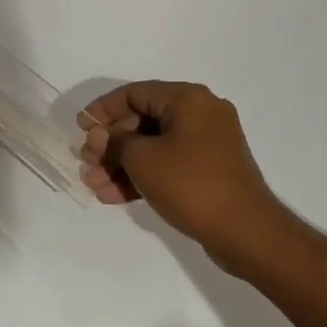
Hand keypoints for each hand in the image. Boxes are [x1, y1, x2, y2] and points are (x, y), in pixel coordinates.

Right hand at [79, 81, 295, 275]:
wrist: (246, 232)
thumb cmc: (191, 184)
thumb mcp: (143, 159)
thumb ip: (114, 142)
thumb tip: (100, 137)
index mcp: (187, 99)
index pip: (134, 93)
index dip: (102, 110)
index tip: (80, 129)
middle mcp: (200, 113)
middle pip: (142, 120)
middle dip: (110, 145)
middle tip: (87, 164)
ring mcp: (207, 143)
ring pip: (153, 146)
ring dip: (122, 164)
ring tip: (95, 186)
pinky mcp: (208, 170)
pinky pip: (168, 164)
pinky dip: (143, 176)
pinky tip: (114, 196)